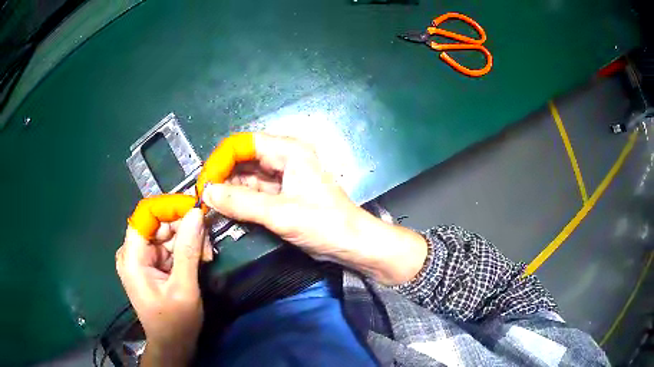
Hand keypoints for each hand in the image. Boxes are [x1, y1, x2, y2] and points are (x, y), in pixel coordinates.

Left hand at [116, 209, 209, 365]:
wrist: (172, 344)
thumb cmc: (175, 323)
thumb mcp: (184, 288)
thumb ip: (188, 250)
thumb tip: (196, 213)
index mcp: (132, 257)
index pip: (146, 214)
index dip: (170, 207)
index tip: (197, 211)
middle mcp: (133, 252)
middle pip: (158, 222)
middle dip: (185, 228)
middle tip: (207, 244)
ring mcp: (142, 257)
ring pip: (167, 232)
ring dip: (189, 240)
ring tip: (206, 257)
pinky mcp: (151, 262)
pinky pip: (169, 245)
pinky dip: (186, 249)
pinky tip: (199, 260)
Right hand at [202, 134, 426, 284]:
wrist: (351, 244)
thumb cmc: (324, 223)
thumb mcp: (280, 212)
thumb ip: (241, 202)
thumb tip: (207, 193)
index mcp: (288, 151)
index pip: (244, 144)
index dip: (222, 159)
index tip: (206, 182)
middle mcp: (284, 158)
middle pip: (244, 159)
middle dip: (223, 176)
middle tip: (204, 196)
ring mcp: (283, 177)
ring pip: (247, 177)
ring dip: (229, 190)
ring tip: (210, 205)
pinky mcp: (282, 195)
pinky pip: (254, 192)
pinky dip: (240, 201)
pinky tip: (226, 210)